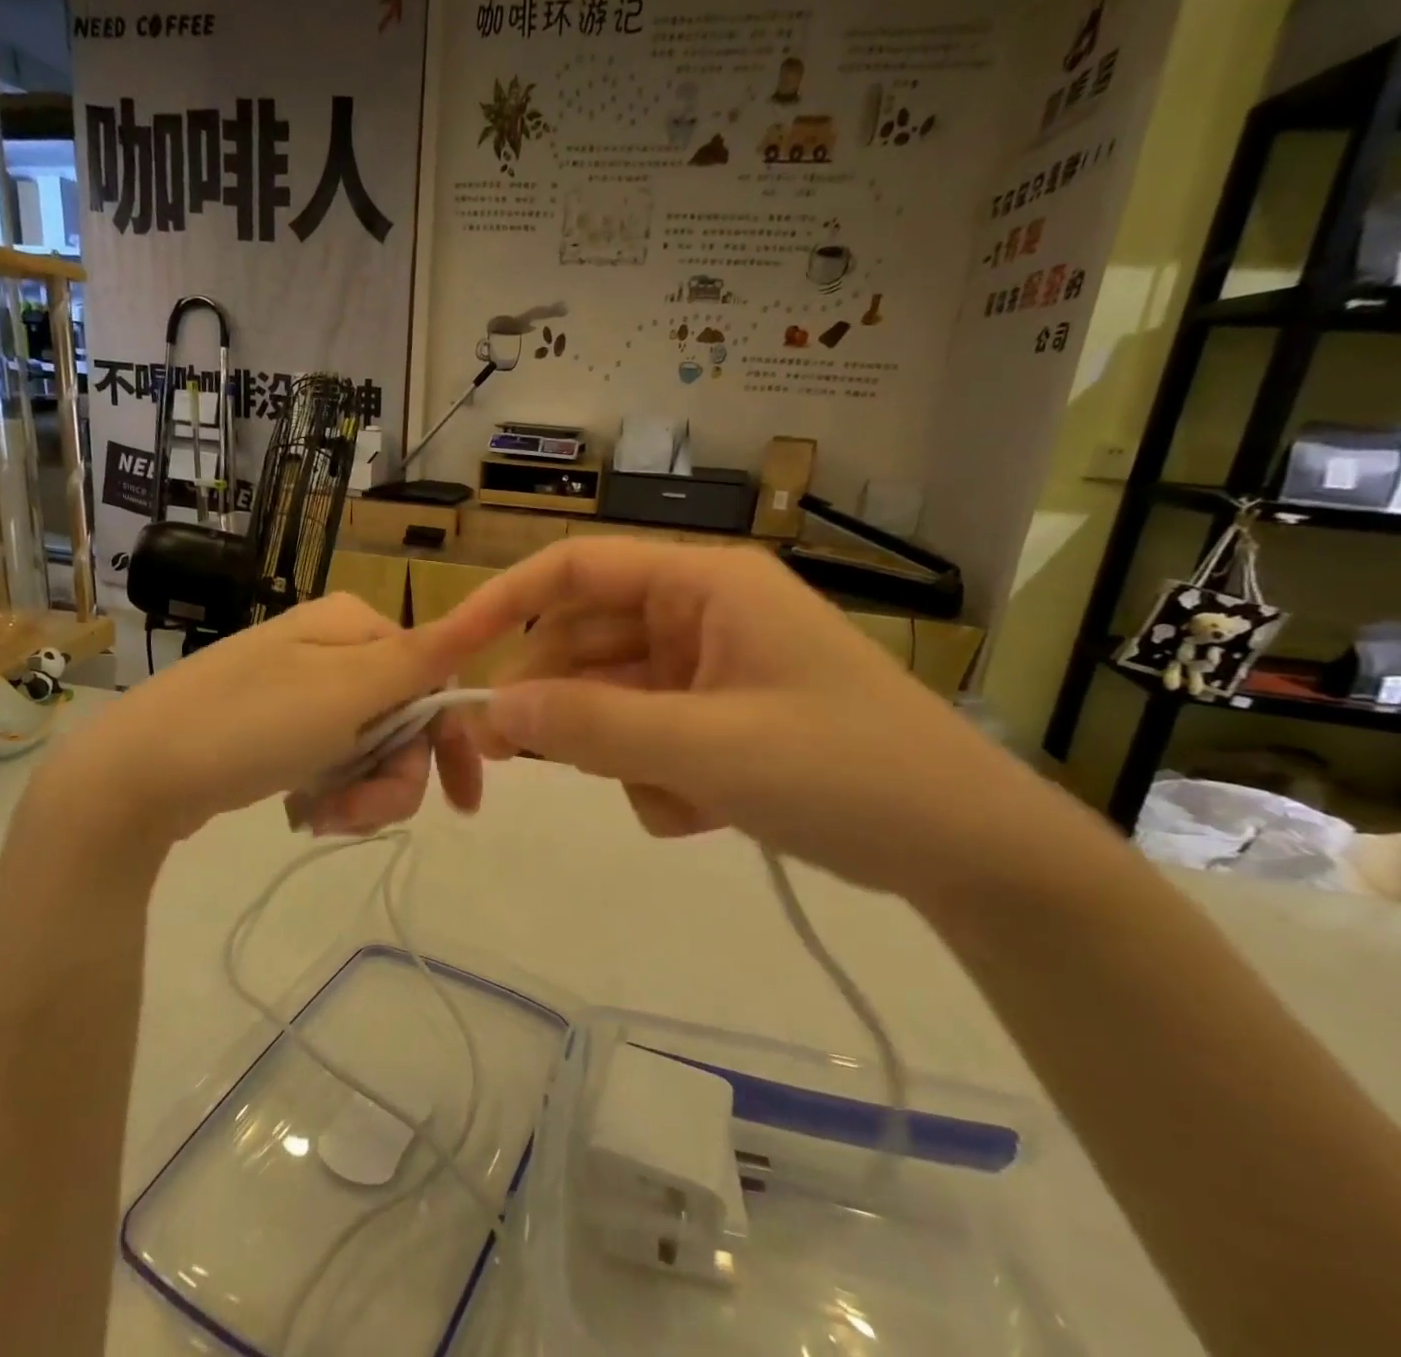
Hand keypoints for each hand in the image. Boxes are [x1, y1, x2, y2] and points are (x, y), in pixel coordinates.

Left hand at [35, 595, 486, 846]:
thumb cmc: (250, 725)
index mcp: (354, 625)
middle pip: (402, 719)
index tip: (460, 804)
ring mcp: (301, 688)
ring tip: (319, 817)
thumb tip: (492, 608)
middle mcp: (332, 648)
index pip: (435, 678)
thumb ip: (424, 656)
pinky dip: (330, 792)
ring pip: (370, 748)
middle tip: (352, 816)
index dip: (451, 742)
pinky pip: (331, 760)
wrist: (135, 774)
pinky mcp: (276, 728)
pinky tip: (302, 811)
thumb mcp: (347, 692)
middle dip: (391, 778)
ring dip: (359, 793)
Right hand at [441, 539, 1100, 901]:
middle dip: (556, 700)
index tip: (451, 652)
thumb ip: (594, 725)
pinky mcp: (720, 717)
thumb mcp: (709, 750)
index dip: (504, 603)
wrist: (968, 851)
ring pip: (612, 697)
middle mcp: (700, 613)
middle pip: (585, 640)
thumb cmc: (847, 773)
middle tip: (506, 755)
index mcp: (703, 584)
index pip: (575, 568)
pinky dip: (656, 777)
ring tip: (671, 799)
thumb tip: (493, 708)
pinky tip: (706, 814)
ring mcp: (710, 667)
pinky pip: (648, 735)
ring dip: (618, 752)